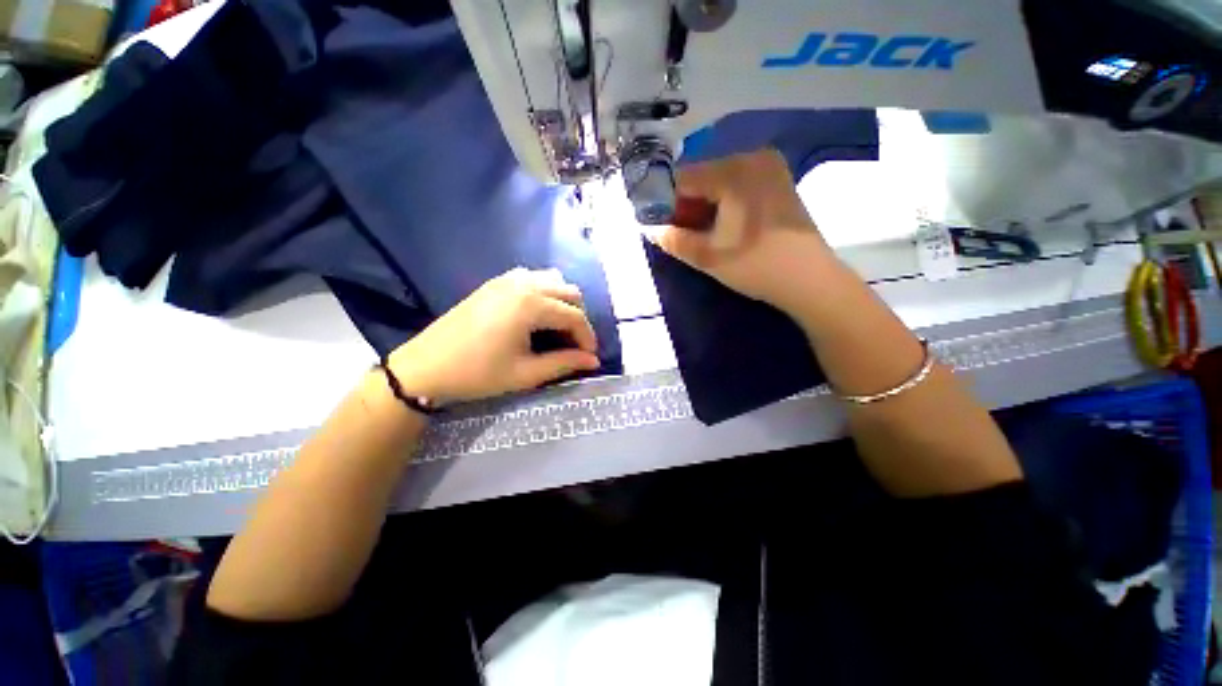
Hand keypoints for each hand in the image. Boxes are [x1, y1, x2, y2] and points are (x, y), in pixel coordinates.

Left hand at [386, 268, 600, 403]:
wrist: (426, 367)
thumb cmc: (478, 373)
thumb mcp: (526, 373)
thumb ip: (564, 363)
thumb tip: (593, 361)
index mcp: (531, 304)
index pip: (575, 316)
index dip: (587, 337)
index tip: (589, 357)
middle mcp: (524, 283)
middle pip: (570, 293)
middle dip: (578, 319)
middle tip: (573, 345)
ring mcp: (507, 279)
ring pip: (553, 281)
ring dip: (563, 302)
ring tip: (557, 328)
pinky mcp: (495, 282)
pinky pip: (533, 278)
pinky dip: (545, 292)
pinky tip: (537, 314)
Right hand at [653, 149, 839, 315]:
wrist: (809, 279)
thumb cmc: (755, 266)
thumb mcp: (706, 256)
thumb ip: (672, 239)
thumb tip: (649, 228)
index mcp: (733, 171)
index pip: (682, 178)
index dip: (664, 203)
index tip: (659, 226)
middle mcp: (751, 157)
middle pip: (701, 177)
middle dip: (685, 205)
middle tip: (680, 233)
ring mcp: (769, 166)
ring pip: (718, 181)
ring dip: (703, 205)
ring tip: (700, 233)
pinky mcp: (778, 179)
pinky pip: (737, 183)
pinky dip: (722, 202)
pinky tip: (722, 225)